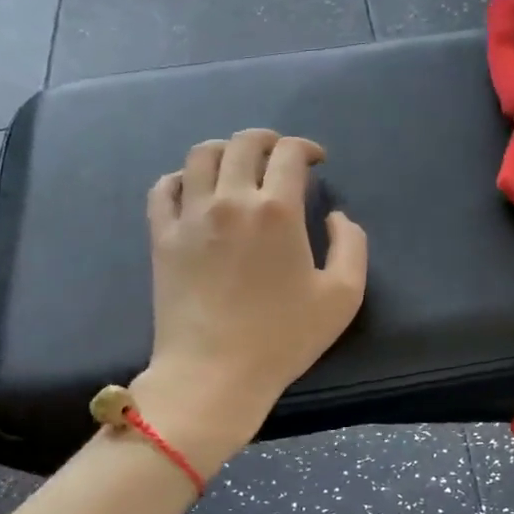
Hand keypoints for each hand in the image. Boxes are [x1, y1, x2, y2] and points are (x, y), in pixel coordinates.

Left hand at [138, 129, 367, 460]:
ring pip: (201, 156)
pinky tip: (195, 188)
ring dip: (225, 149)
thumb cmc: (283, 338)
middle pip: (243, 143)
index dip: (306, 147)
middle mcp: (230, 200)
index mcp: (277, 210)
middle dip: (267, 140)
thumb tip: (336, 216)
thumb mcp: (343, 296)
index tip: (315, 160)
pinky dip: (181, 177)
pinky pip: (164, 188)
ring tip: (237, 164)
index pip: (289, 153)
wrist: (215, 373)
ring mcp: (190, 216)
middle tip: (279, 154)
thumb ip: (351, 245)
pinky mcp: (162, 236)